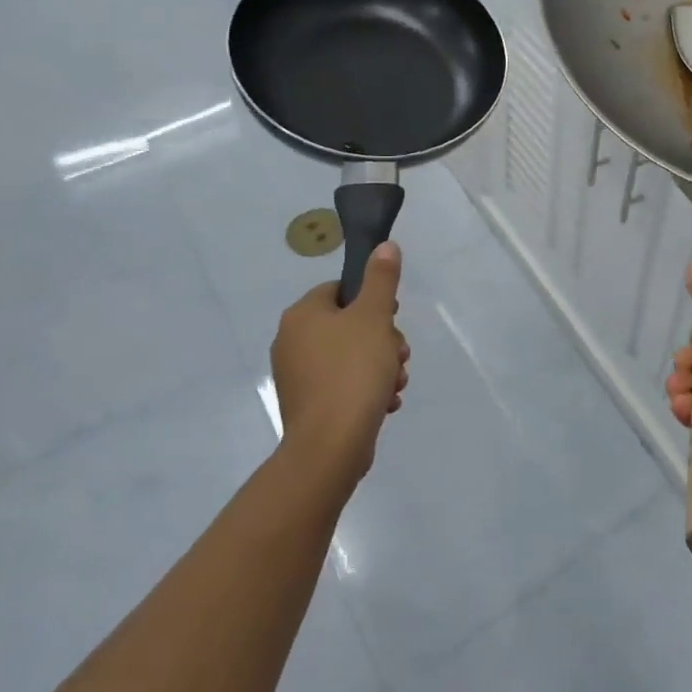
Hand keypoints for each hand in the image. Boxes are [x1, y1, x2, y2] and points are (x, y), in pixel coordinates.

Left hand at [270, 242, 410, 490]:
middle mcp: (291, 342)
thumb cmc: (353, 371)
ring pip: (349, 357)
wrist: (331, 446)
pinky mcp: (307, 406)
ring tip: (396, 383)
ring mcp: (297, 377)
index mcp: (302, 315)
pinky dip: (365, 390)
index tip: (392, 319)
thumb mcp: (374, 316)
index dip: (373, 301)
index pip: (340, 290)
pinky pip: (342, 385)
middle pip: (348, 325)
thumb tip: (384, 245)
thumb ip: (381, 278)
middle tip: (399, 355)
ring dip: (379, 366)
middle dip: (382, 339)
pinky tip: (385, 403)